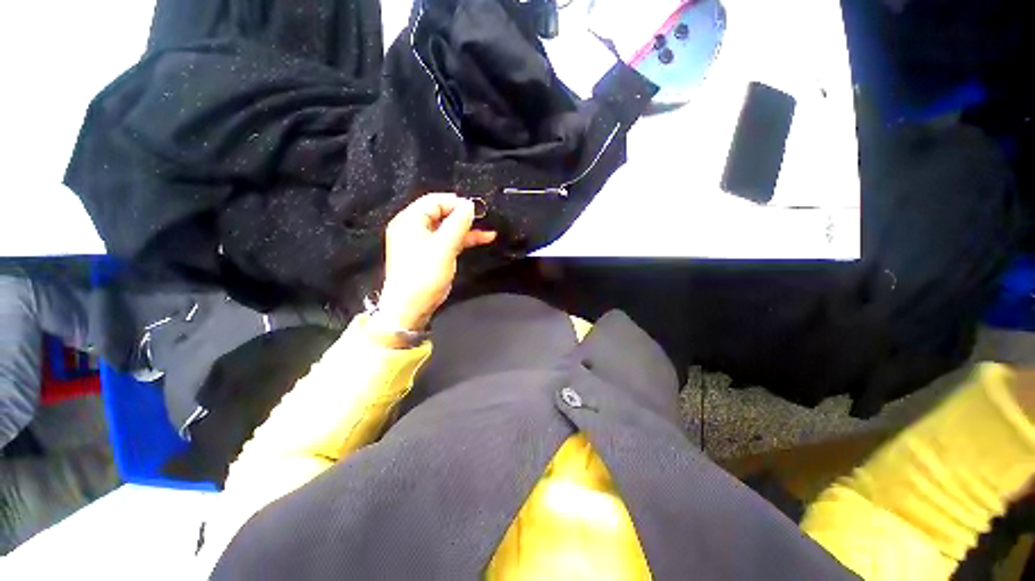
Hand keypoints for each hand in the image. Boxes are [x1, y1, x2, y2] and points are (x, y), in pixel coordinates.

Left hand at [375, 193, 496, 331]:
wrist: (411, 306)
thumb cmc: (424, 275)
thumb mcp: (443, 247)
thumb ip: (458, 224)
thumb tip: (470, 206)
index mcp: (410, 221)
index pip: (434, 201)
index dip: (455, 203)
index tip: (475, 209)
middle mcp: (414, 228)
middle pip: (441, 213)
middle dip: (463, 216)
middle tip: (483, 218)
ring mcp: (422, 242)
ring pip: (447, 228)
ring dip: (467, 229)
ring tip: (488, 231)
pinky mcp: (430, 254)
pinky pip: (448, 240)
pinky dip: (464, 240)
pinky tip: (481, 239)